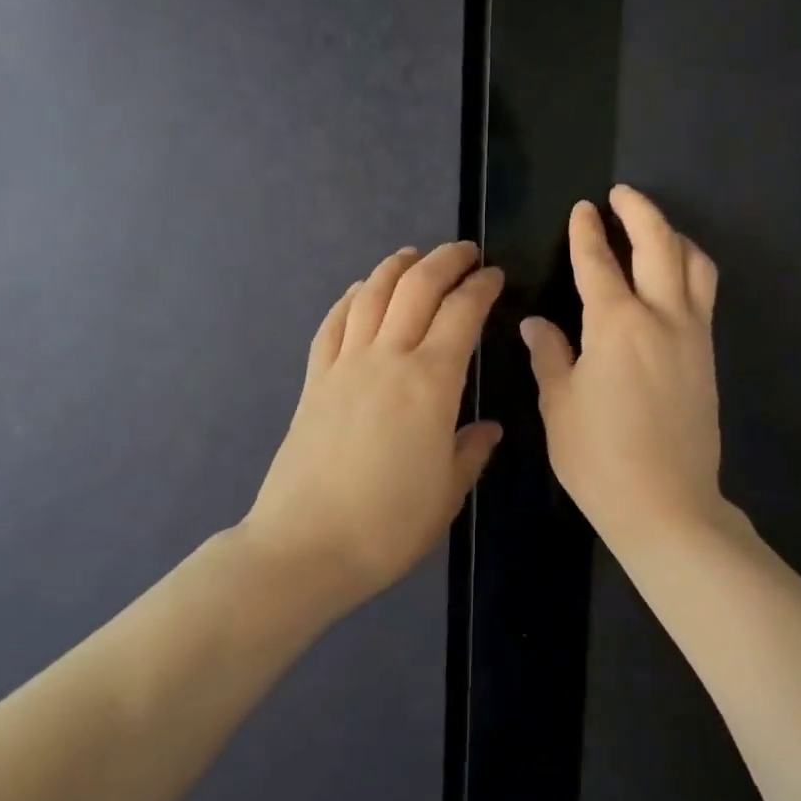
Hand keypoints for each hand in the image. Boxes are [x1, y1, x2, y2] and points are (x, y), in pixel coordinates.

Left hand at [245, 241, 504, 602]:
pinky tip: (361, 293)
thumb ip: (471, 451)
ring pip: (371, 295)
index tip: (495, 276)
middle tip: (465, 252)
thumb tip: (487, 428)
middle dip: (445, 260)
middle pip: (417, 287)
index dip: (481, 287)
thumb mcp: (448, 493)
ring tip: (413, 256)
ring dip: (395, 267)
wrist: (305, 547)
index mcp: (431, 383)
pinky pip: (333, 324)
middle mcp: (387, 359)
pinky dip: (350, 299)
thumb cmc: (388, 526)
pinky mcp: (314, 381)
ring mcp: (344, 366)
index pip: (462, 313)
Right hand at [522, 185, 725, 553]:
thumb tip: (537, 323)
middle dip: (640, 211)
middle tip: (622, 194)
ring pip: (695, 265)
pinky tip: (673, 277)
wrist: (667, 504)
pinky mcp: (708, 356)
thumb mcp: (560, 406)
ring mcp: (693, 335)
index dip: (587, 232)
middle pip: (659, 245)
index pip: (599, 263)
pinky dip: (689, 269)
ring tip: (654, 229)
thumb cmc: (600, 458)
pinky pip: (703, 294)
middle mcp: (662, 318)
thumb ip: (550, 355)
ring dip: (673, 236)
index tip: (583, 208)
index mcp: (616, 325)